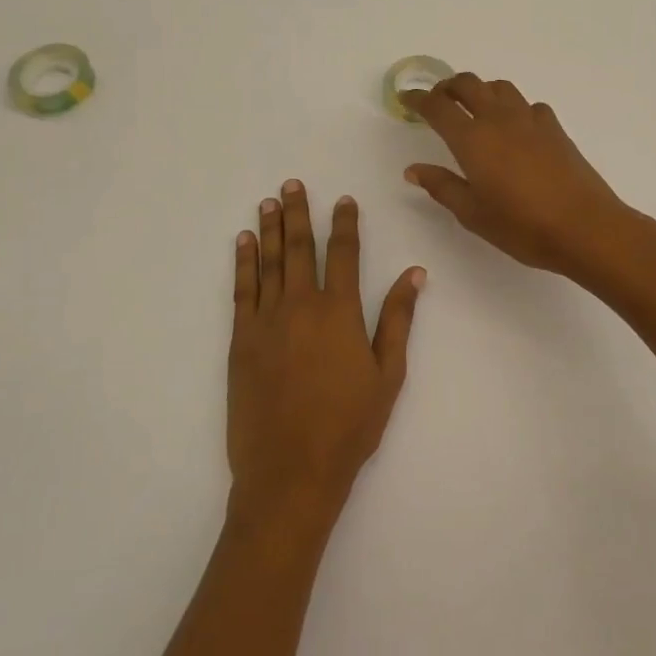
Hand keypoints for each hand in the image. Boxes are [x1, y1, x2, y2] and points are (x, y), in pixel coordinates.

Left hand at [227, 180, 423, 537]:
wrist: (291, 471)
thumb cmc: (349, 426)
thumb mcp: (387, 374)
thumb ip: (398, 319)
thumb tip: (414, 273)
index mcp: (340, 311)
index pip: (343, 254)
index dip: (344, 223)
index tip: (344, 200)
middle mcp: (301, 305)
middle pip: (299, 248)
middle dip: (298, 213)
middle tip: (292, 184)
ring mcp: (266, 321)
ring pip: (268, 262)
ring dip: (269, 229)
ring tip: (269, 201)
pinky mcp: (241, 340)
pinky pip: (242, 290)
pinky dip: (243, 263)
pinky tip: (243, 243)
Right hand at [405, 73, 640, 279]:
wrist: (584, 226)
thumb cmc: (522, 226)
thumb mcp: (473, 214)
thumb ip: (442, 186)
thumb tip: (414, 169)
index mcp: (472, 139)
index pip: (438, 106)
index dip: (418, 99)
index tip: (406, 99)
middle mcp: (499, 119)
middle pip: (469, 84)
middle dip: (448, 86)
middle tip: (438, 100)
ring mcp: (531, 120)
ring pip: (500, 87)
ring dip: (481, 90)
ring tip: (475, 109)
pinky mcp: (555, 128)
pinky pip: (528, 105)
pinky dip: (513, 107)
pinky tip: (515, 128)